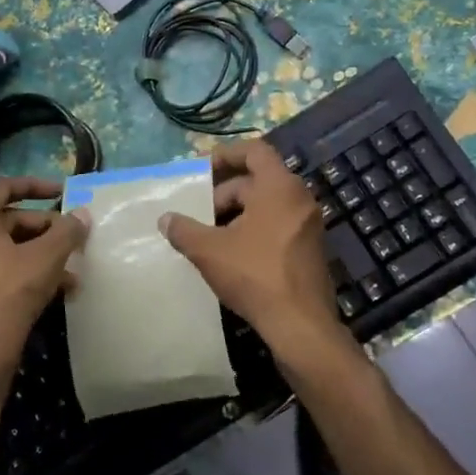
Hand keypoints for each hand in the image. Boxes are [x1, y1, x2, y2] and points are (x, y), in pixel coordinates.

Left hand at [0, 177, 89, 371]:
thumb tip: (83, 214)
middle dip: (45, 228)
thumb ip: (67, 231)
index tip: (61, 192)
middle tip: (73, 238)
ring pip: (7, 249)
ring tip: (73, 270)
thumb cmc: (10, 293)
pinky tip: (59, 290)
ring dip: (41, 254)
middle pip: (7, 220)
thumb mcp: (46, 258)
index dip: (34, 185)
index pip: (2, 187)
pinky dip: (26, 272)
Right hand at [159, 140, 351, 361]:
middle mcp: (300, 199)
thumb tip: (165, 219)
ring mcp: (308, 225)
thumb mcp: (209, 250)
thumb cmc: (255, 275)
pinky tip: (232, 254)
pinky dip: (254, 229)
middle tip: (199, 214)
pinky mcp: (309, 249)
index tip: (202, 170)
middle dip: (224, 193)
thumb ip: (184, 230)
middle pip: (258, 180)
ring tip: (210, 236)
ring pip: (267, 205)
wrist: (300, 324)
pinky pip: (278, 225)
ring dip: (237, 214)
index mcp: (280, 187)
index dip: (226, 154)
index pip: (255, 150)